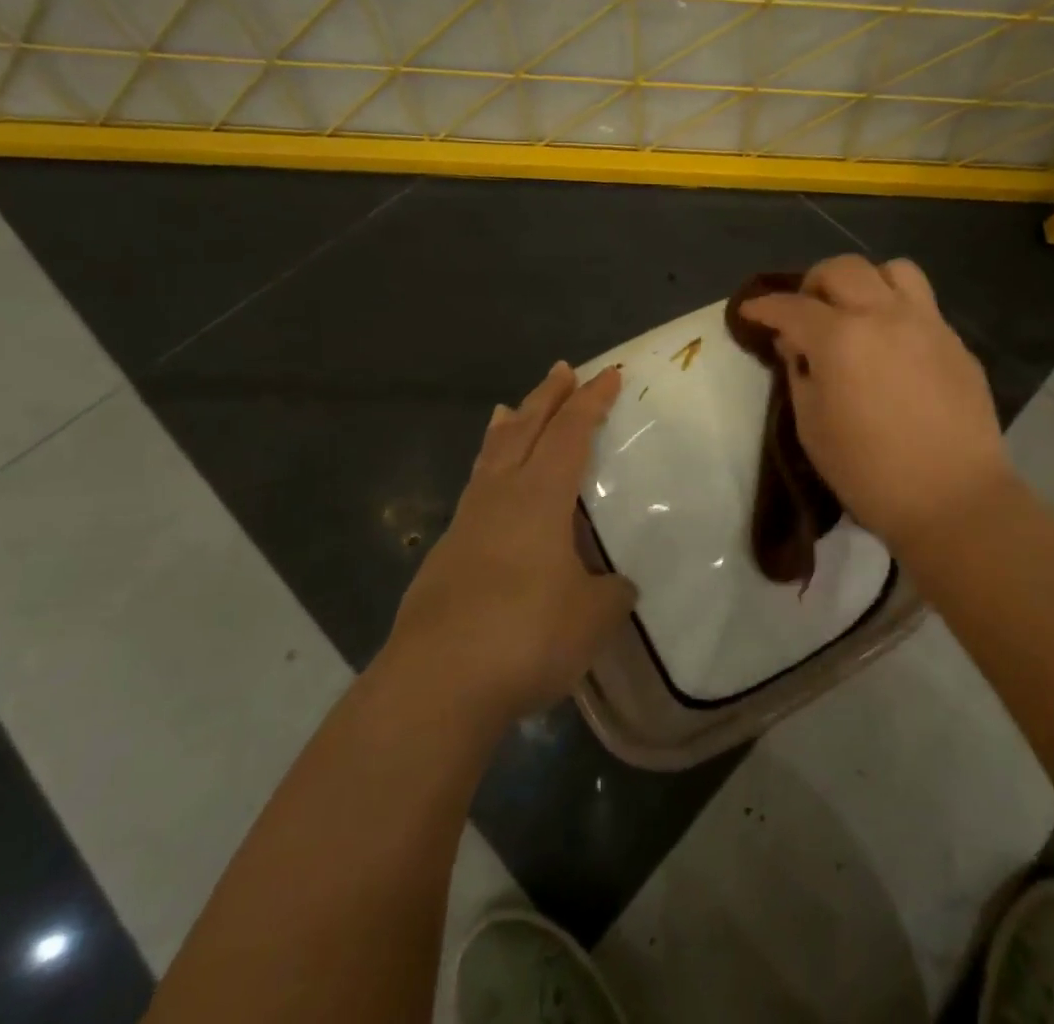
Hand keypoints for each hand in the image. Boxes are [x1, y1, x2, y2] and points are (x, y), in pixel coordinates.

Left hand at [387, 362, 636, 729]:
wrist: (436, 683)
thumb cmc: (526, 635)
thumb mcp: (592, 616)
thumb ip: (611, 593)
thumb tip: (617, 586)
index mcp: (541, 496)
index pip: (572, 432)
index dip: (592, 402)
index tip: (609, 375)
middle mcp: (501, 496)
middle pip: (526, 429)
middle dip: (548, 397)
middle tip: (562, 370)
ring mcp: (467, 524)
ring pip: (491, 457)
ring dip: (508, 428)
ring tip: (509, 408)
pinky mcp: (446, 556)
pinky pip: (474, 493)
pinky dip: (487, 473)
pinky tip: (489, 494)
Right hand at [741, 254, 1013, 550]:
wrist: (953, 499)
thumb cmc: (869, 472)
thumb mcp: (812, 427)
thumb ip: (799, 374)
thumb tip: (797, 345)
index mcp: (841, 338)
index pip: (791, 307)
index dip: (764, 306)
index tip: (750, 311)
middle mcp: (884, 316)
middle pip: (843, 269)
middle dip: (813, 283)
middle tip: (806, 312)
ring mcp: (927, 324)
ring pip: (893, 270)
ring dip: (865, 282)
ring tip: (857, 312)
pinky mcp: (955, 342)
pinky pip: (922, 304)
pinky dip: (897, 309)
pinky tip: (893, 345)